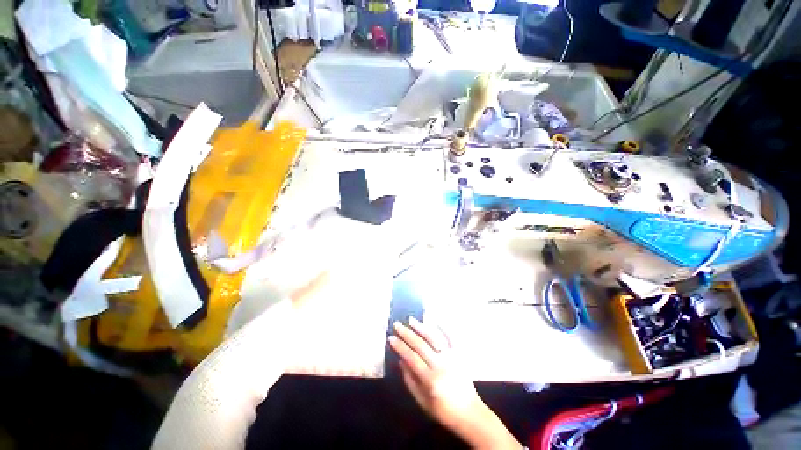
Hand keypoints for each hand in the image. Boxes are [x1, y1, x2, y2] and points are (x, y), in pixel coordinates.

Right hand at [389, 318, 521, 448]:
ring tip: (411, 319)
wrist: (470, 414)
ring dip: (421, 327)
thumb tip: (401, 361)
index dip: (400, 347)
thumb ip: (410, 381)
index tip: (391, 338)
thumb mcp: (422, 402)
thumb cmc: (444, 412)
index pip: (411, 357)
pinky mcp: (459, 355)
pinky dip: (443, 327)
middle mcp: (441, 365)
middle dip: (407, 334)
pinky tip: (435, 319)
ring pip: (434, 338)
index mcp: (430, 379)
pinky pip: (450, 338)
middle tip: (397, 324)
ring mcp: (451, 358)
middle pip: (421, 345)